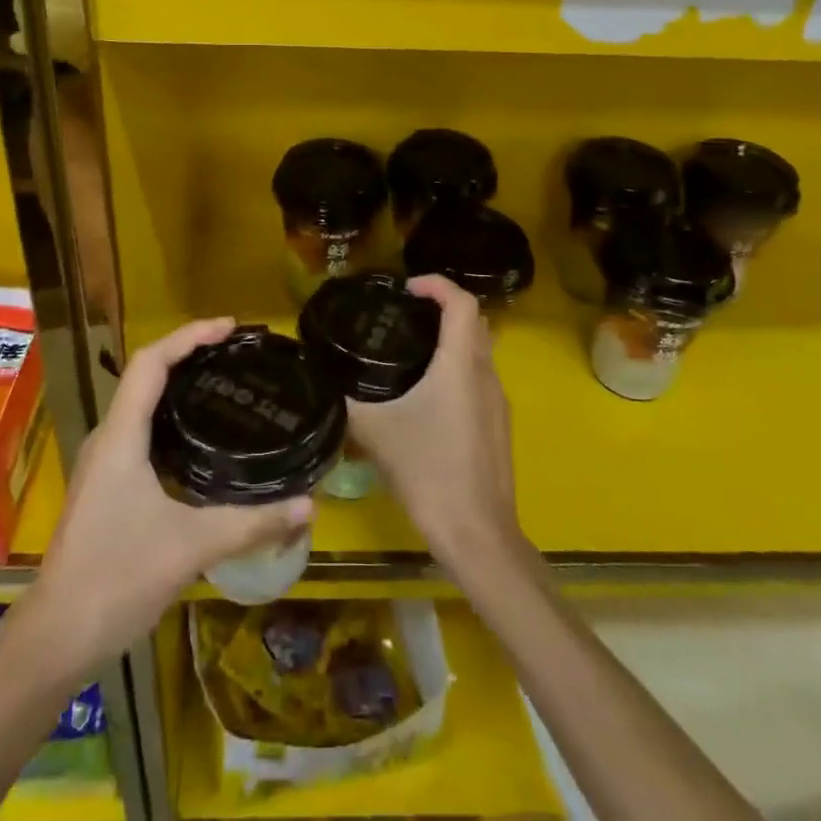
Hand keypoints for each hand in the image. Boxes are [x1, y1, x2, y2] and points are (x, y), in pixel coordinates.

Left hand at [33, 318, 313, 663]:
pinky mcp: (107, 487)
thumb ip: (251, 523)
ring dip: (178, 384)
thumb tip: (308, 506)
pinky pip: (141, 430)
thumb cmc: (117, 578)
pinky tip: (200, 439)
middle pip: (146, 375)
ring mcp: (104, 464)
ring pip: (141, 404)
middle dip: (189, 353)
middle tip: (235, 352)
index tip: (230, 327)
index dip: (189, 335)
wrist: (56, 639)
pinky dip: (171, 416)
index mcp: (121, 436)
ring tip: (222, 383)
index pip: (151, 362)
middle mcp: (108, 439)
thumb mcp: (191, 547)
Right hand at [344, 275, 524, 573]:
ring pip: (480, 350)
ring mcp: (498, 402)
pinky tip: (428, 395)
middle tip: (405, 315)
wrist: (478, 536)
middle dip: (443, 307)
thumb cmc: (430, 473)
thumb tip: (321, 377)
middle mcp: (486, 374)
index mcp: (461, 365)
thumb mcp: (377, 434)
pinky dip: (458, 367)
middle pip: (474, 321)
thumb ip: (347, 401)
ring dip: (452, 338)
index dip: (436, 284)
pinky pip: (480, 378)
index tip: (406, 288)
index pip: (461, 302)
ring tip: (411, 349)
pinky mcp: (498, 426)